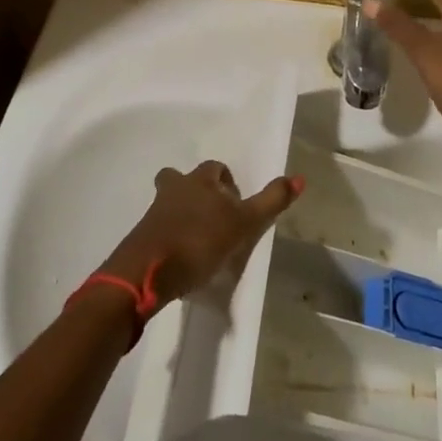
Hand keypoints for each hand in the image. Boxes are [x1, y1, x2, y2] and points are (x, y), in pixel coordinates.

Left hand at [98, 161, 303, 306]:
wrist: (147, 273)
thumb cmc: (200, 241)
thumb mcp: (244, 223)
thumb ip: (271, 201)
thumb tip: (300, 177)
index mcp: (199, 181)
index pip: (215, 167)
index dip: (226, 181)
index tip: (236, 204)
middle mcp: (174, 189)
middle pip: (181, 179)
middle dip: (196, 192)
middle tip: (213, 218)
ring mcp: (153, 214)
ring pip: (169, 203)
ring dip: (182, 215)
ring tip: (199, 241)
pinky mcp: (142, 239)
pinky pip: (159, 229)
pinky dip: (170, 237)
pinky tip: (182, 259)